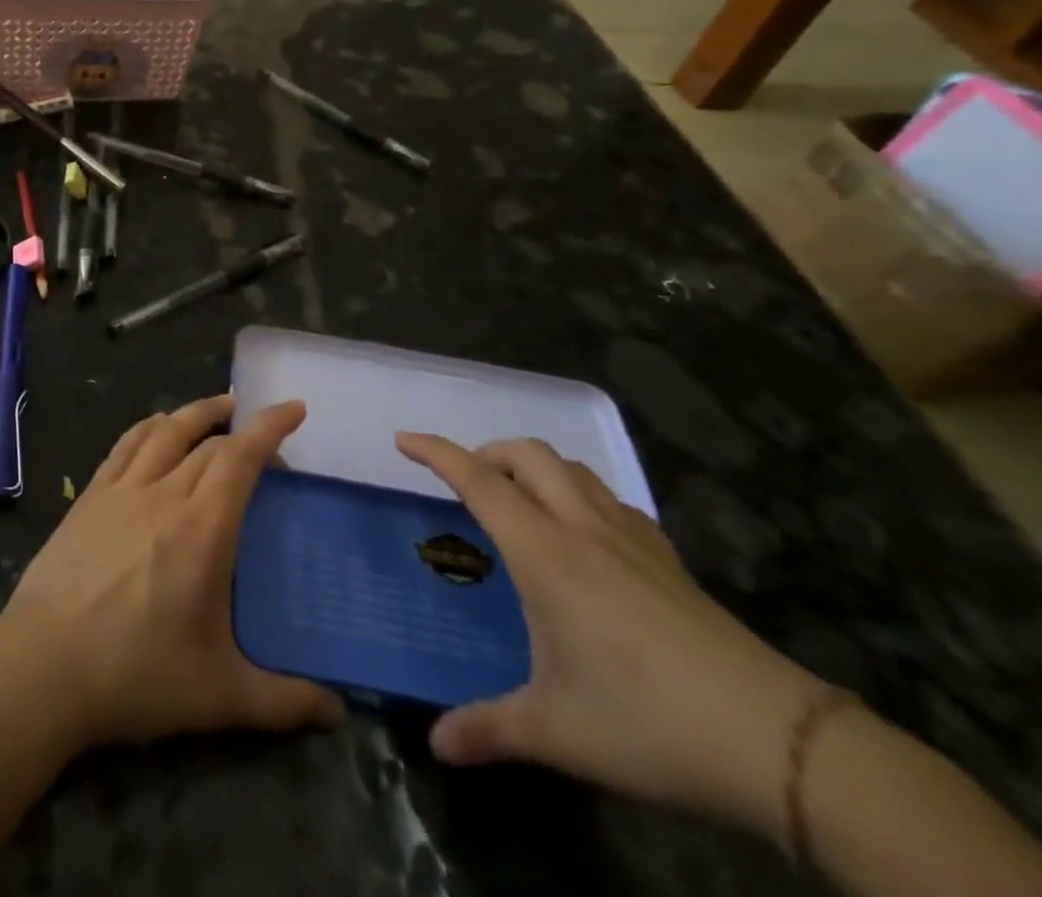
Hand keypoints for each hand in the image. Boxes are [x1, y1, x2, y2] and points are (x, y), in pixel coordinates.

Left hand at [0, 395, 344, 749]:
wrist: (45, 664)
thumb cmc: (136, 675)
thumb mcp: (219, 696)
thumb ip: (283, 701)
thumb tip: (337, 714)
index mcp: (202, 529)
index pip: (241, 458)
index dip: (270, 427)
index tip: (293, 408)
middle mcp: (163, 495)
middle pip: (208, 443)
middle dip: (242, 429)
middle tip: (265, 444)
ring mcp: (121, 491)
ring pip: (165, 431)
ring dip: (196, 412)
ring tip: (219, 408)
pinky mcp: (90, 497)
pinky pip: (125, 445)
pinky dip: (149, 427)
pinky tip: (156, 428)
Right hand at [398, 433, 827, 838]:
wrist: (784, 746)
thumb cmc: (650, 724)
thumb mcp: (558, 732)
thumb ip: (490, 730)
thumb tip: (437, 745)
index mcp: (545, 555)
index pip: (478, 480)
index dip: (436, 452)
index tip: (403, 441)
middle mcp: (583, 530)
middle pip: (529, 455)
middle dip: (487, 452)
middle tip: (465, 480)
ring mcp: (632, 541)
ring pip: (573, 470)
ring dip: (534, 467)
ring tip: (517, 500)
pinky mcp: (670, 561)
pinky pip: (611, 500)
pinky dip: (580, 494)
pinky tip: (584, 535)